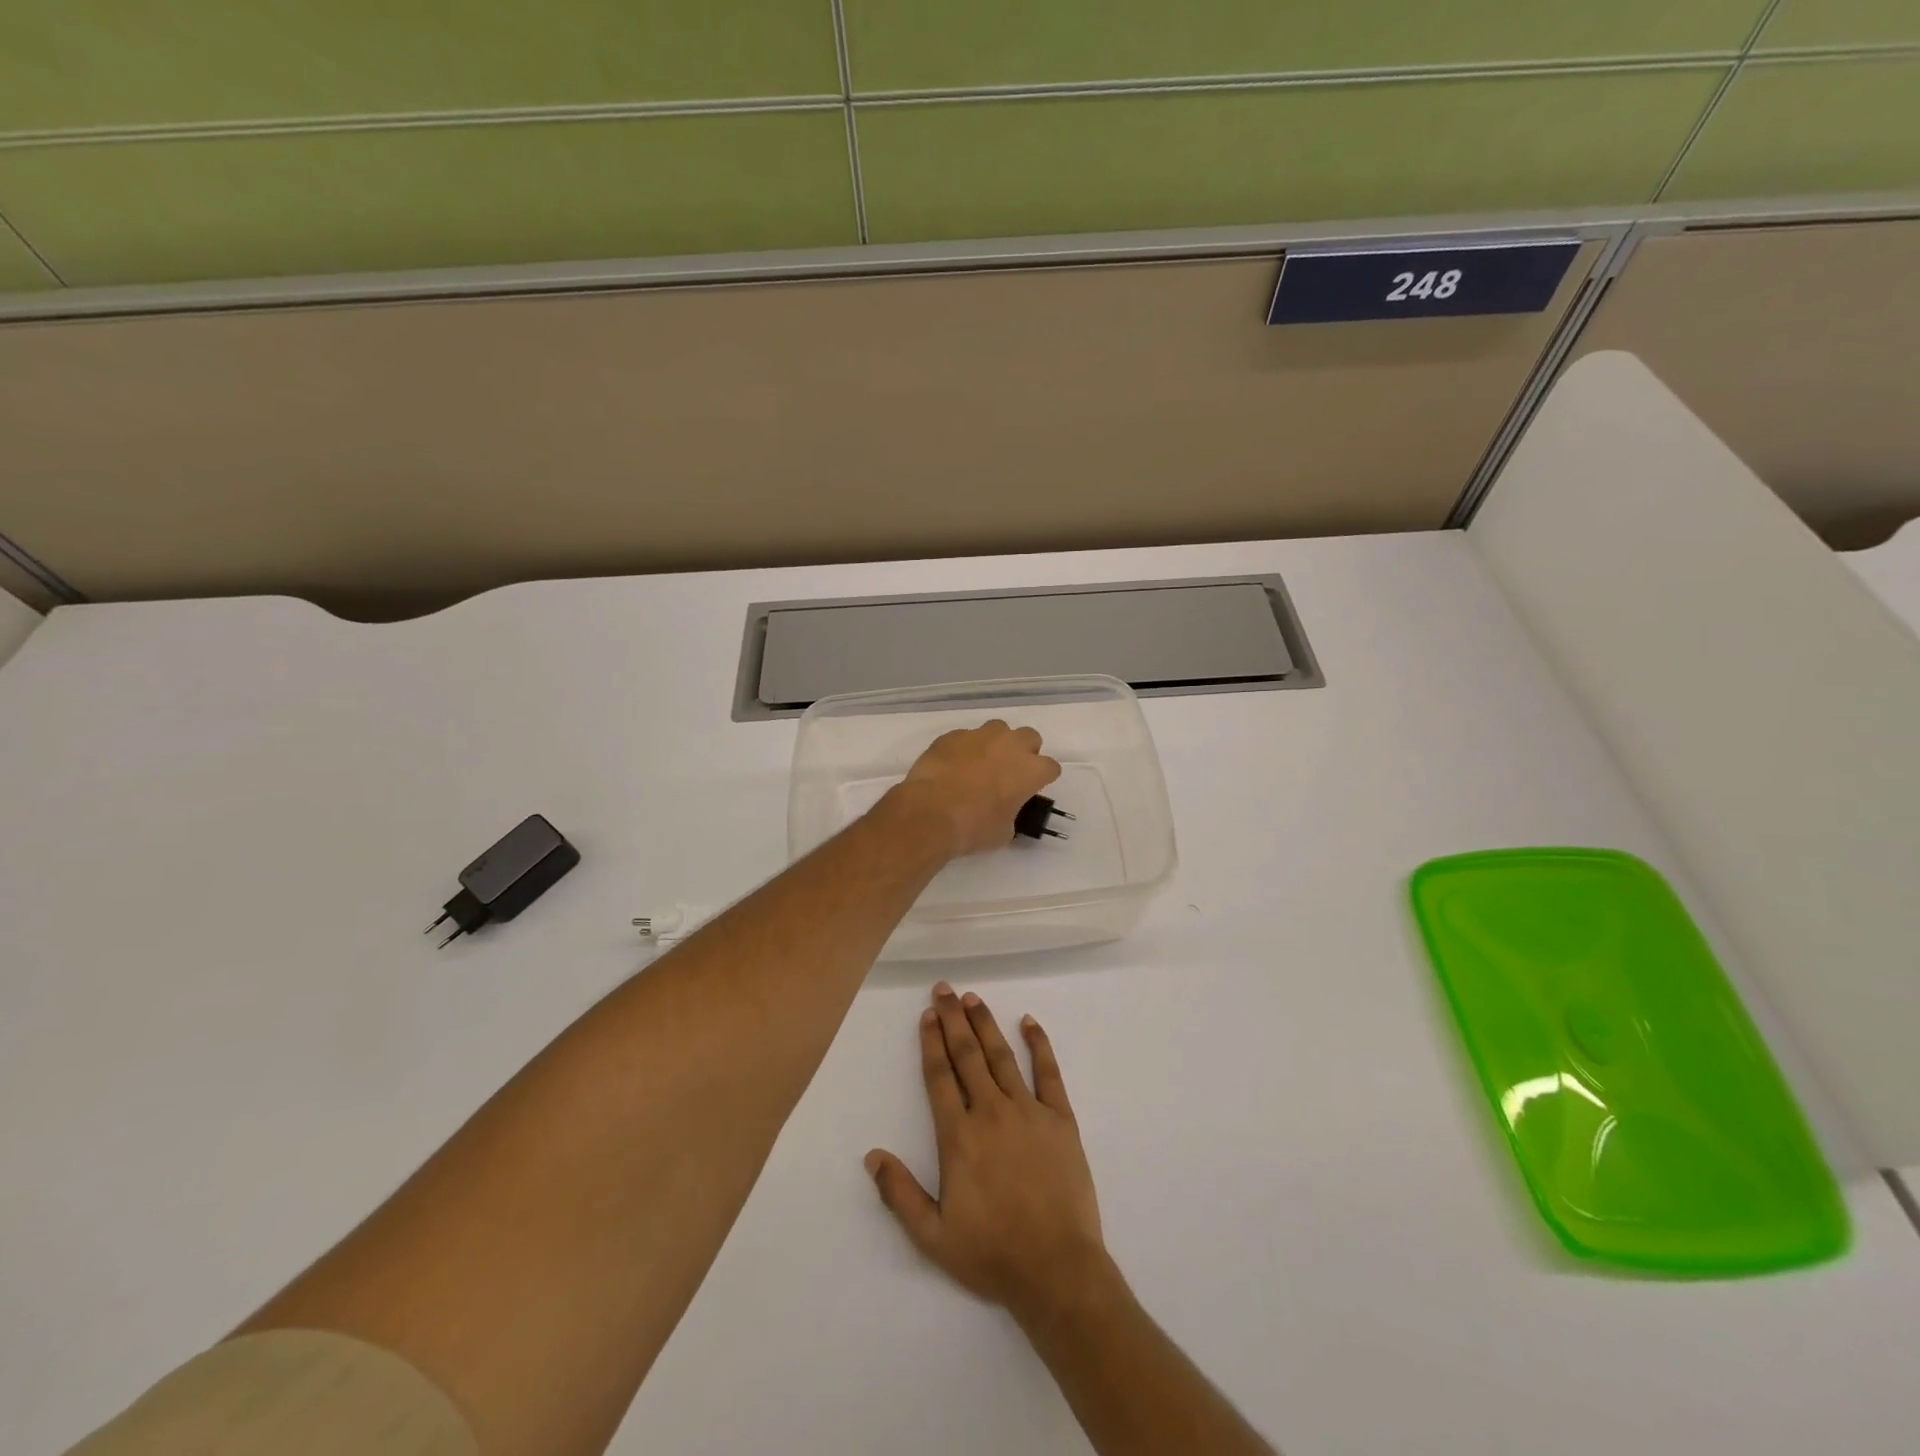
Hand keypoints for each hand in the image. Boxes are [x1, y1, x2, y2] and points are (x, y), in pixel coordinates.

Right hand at [865, 983, 1111, 1322]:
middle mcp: (991, 1112)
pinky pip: (1049, 1073)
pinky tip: (1029, 1022)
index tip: (927, 1015)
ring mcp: (1028, 1112)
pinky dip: (1039, 1045)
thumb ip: (899, 1194)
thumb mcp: (933, 1236)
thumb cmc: (991, 1253)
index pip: (940, 1077)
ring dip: (985, 1024)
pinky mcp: (1061, 1119)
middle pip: (968, 1056)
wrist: (1057, 1269)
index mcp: (959, 1137)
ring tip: (972, 998)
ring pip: (1002, 1056)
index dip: (932, 1043)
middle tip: (944, 989)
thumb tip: (871, 1155)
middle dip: (953, 1020)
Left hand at [886, 720, 1061, 858]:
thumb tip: (1004, 813)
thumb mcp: (1003, 832)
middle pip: (1029, 737)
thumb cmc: (973, 827)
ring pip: (998, 729)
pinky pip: (966, 737)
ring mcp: (980, 736)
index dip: (1042, 778)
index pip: (1050, 767)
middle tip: (1009, 771)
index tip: (1031, 789)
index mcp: (1031, 770)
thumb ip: (1011, 815)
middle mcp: (1010, 745)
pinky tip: (953, 766)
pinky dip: (965, 748)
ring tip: (981, 764)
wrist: (930, 813)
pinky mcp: (952, 735)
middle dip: (1023, 751)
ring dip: (995, 744)